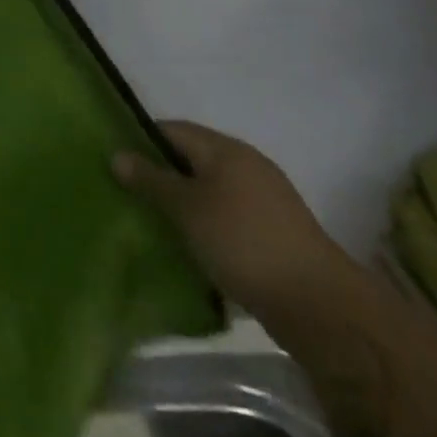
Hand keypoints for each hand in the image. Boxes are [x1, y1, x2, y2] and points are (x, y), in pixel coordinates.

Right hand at [113, 121, 351, 318]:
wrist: (320, 307)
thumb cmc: (243, 242)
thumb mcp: (187, 209)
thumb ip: (151, 180)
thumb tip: (117, 154)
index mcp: (226, 149)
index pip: (172, 130)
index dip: (141, 141)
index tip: (117, 163)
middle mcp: (248, 166)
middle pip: (192, 160)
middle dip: (161, 175)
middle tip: (129, 195)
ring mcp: (266, 201)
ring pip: (210, 192)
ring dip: (184, 204)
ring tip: (154, 223)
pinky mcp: (276, 234)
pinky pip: (228, 218)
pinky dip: (207, 226)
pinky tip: (191, 247)